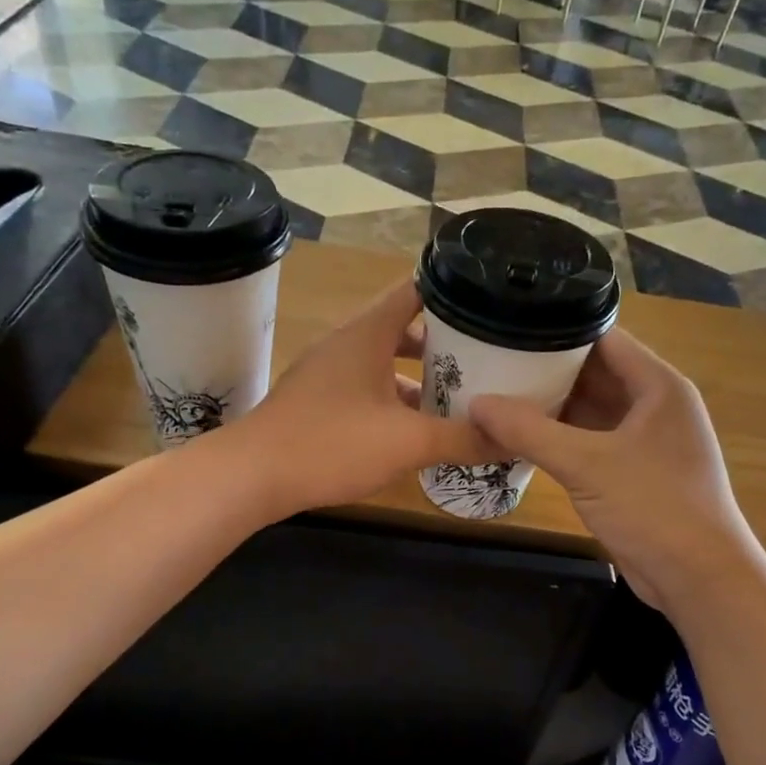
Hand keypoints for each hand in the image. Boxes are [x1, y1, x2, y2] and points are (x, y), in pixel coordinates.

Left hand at [227, 278, 498, 516]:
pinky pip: (366, 388)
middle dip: (445, 342)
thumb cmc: (331, 443)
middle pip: (404, 327)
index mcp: (368, 333)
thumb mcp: (407, 443)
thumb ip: (462, 439)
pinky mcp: (317, 401)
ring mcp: (328, 372)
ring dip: (419, 376)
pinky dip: (394, 400)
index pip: (416, 289)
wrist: (253, 475)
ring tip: (460, 395)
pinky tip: (414, 429)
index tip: (490, 301)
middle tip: (488, 356)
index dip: (454, 290)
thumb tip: (512, 439)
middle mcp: (347, 343)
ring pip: (384, 362)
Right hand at [468, 329, 765, 610]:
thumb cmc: (653, 507)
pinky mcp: (631, 473)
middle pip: (594, 373)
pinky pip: (589, 442)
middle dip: (546, 369)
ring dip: (550, 406)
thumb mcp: (587, 464)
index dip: (559, 329)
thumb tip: (476, 404)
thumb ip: (529, 431)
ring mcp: (643, 441)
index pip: (604, 338)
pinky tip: (519, 436)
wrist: (698, 578)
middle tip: (492, 359)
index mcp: (658, 386)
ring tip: (497, 392)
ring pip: (589, 410)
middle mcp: (653, 405)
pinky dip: (558, 438)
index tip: (511, 324)